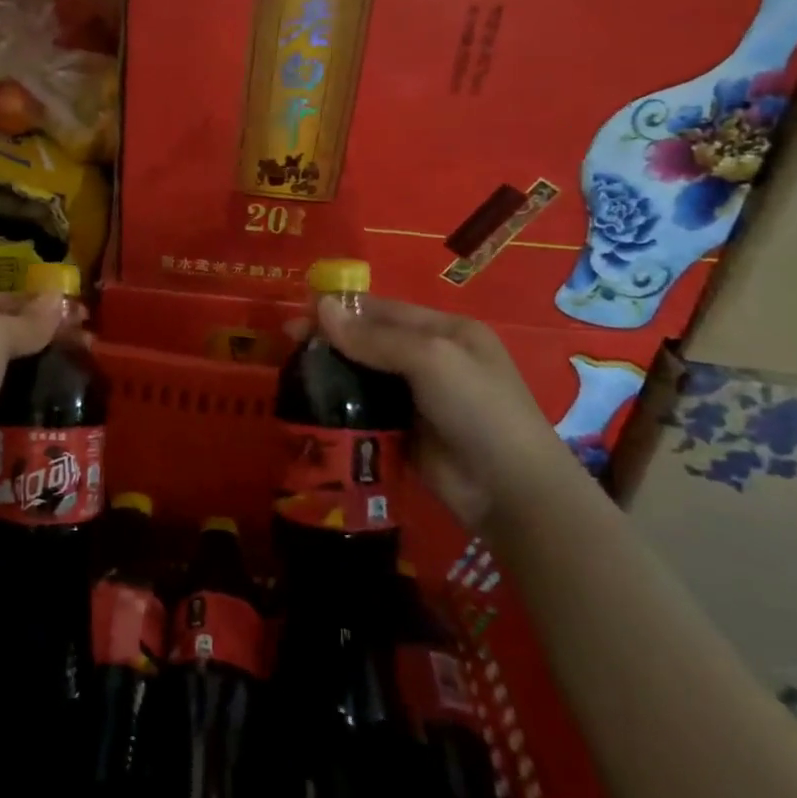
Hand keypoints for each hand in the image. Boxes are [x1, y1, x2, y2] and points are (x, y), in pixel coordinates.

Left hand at [0, 292, 73, 517]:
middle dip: (50, 335)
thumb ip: (27, 320)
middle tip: (90, 343)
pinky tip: (63, 399)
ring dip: (46, 366)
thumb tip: (58, 299)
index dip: (45, 304)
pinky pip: (10, 396)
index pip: (7, 298)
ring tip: (85, 369)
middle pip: (12, 331)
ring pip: (14, 366)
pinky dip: (34, 396)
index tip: (83, 314)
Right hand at [310, 294, 582, 529]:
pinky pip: (364, 410)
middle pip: (370, 341)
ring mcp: (417, 398)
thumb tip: (321, 307)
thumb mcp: (432, 360)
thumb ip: (375, 337)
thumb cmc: (478, 409)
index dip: (341, 309)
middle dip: (330, 339)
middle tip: (286, 343)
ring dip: (331, 373)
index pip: (384, 310)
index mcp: (446, 332)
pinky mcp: (403, 432)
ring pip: (363, 376)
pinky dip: (339, 406)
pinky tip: (310, 405)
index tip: (299, 313)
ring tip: (290, 373)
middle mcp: (431, 359)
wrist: (510, 491)